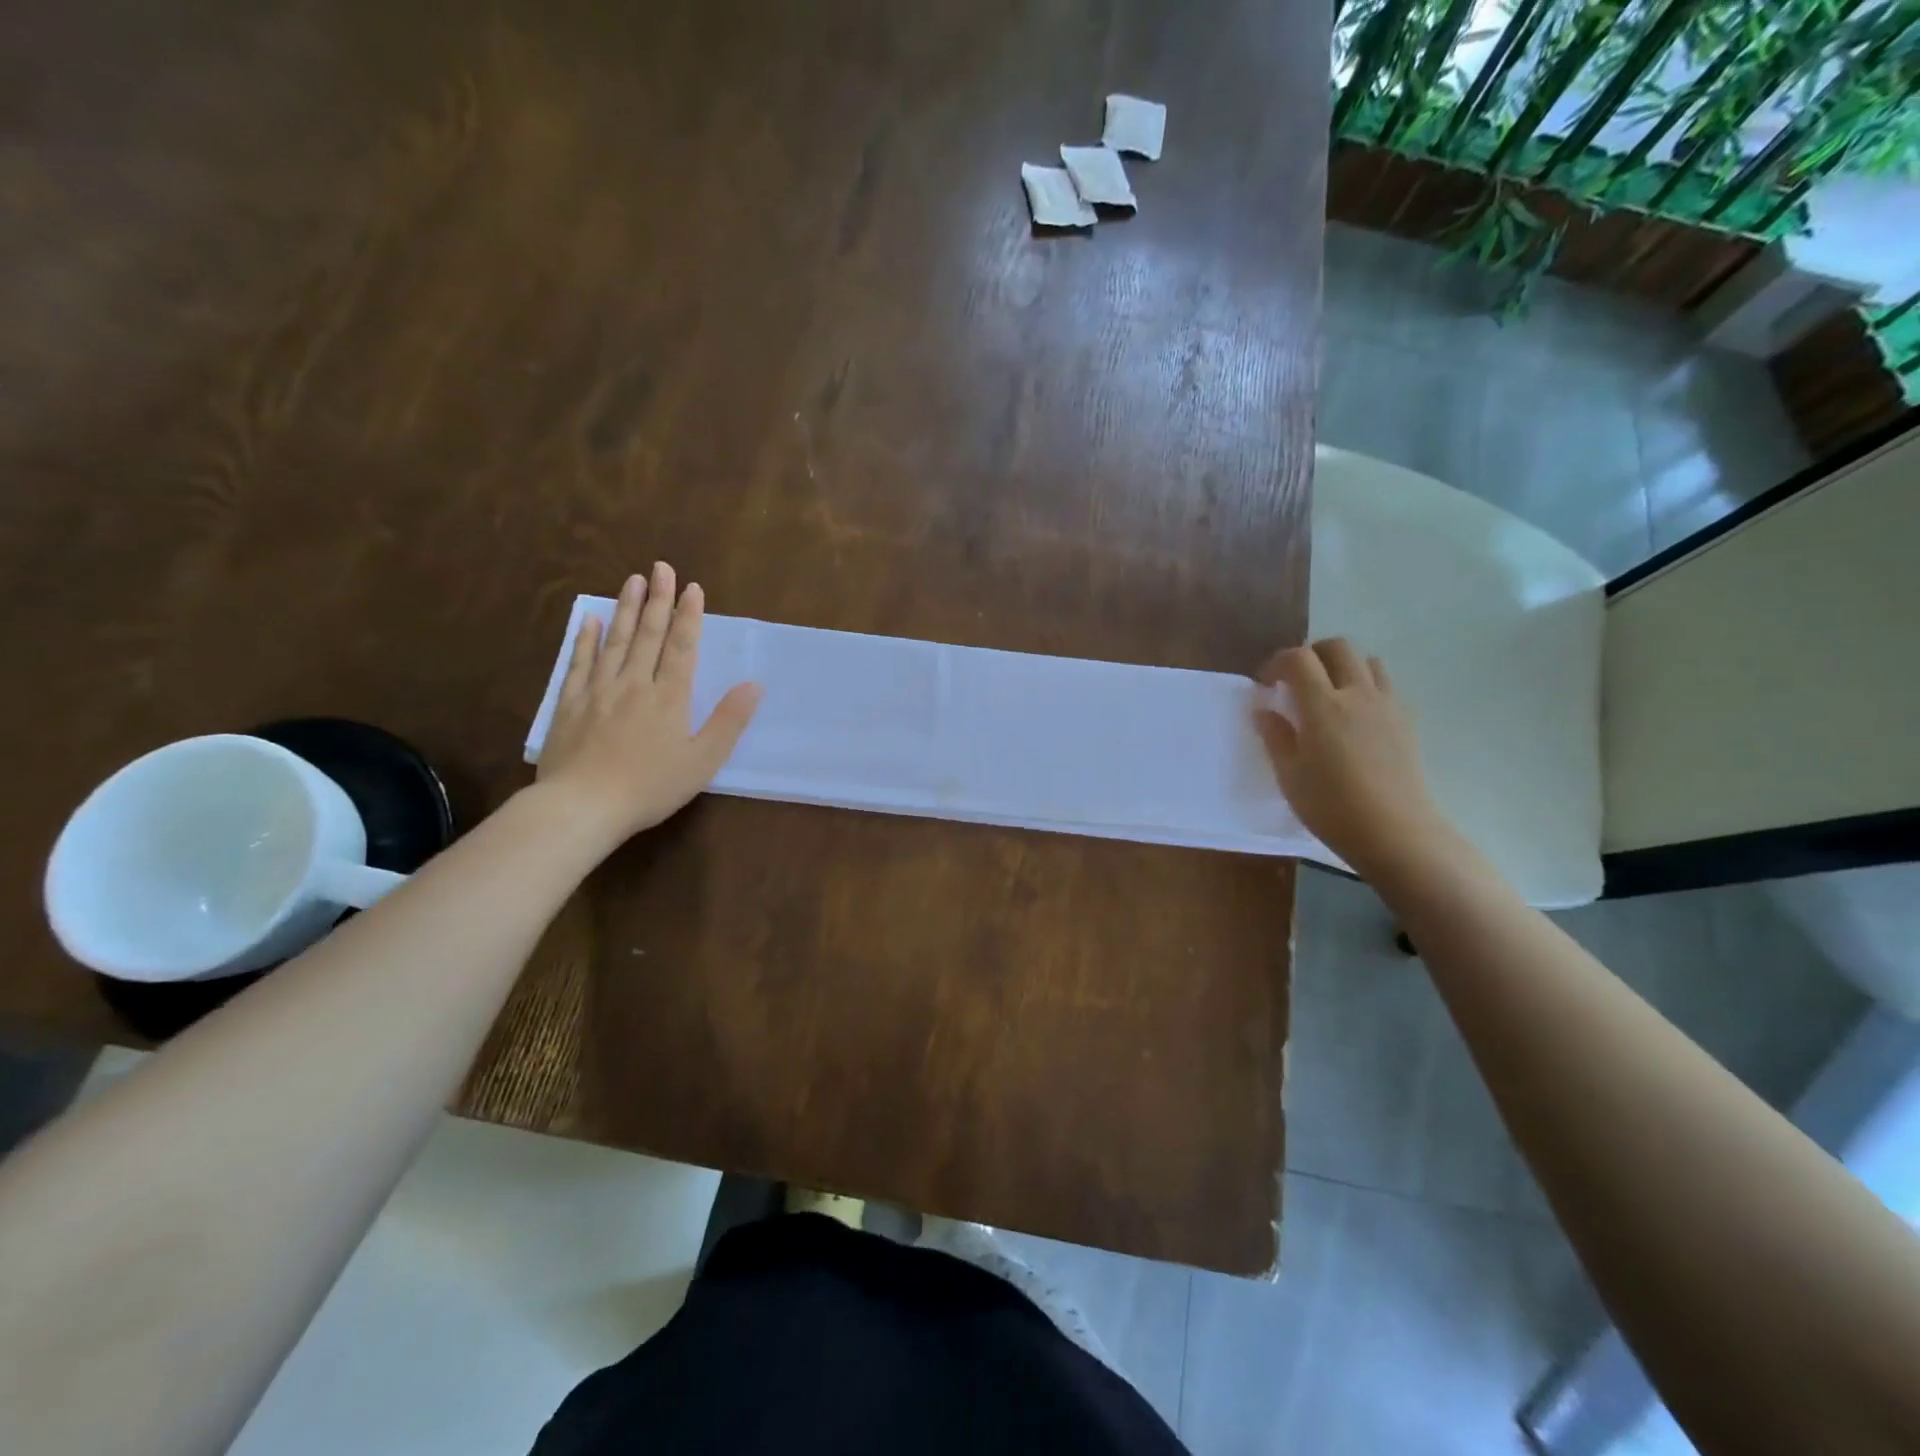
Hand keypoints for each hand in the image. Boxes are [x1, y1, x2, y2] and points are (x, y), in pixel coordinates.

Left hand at [536, 562, 761, 846]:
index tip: (692, 588)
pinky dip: (587, 639)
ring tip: (633, 580)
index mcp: (669, 697)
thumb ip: (728, 721)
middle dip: (658, 599)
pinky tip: (591, 619)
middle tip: (661, 567)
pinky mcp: (571, 703)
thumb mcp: (702, 761)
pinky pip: (580, 662)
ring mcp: (599, 690)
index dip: (688, 616)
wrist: (583, 805)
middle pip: (648, 634)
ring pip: (616, 640)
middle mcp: (635, 684)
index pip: (681, 647)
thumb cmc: (650, 787)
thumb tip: (753, 686)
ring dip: (627, 608)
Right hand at [1254, 638, 1451, 877]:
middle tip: (1295, 681)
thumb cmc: (1331, 805)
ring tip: (1328, 694)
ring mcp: (1387, 705)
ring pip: (1367, 661)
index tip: (1266, 684)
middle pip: (1337, 647)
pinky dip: (1365, 686)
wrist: (1395, 832)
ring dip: (1343, 667)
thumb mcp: (1289, 774)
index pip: (1298, 658)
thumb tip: (1264, 709)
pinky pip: (1385, 686)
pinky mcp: (1406, 721)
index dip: (1277, 663)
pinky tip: (1355, 717)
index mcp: (1323, 705)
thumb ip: (1275, 735)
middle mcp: (1357, 694)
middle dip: (1311, 654)